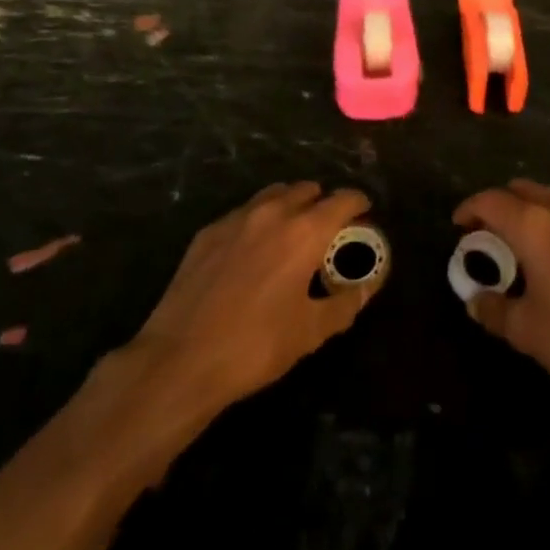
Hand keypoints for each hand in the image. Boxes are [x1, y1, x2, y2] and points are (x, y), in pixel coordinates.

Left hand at [128, 182, 378, 409]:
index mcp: (305, 231)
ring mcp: (236, 219)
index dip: (358, 203)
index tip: (365, 213)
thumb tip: (369, 286)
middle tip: (327, 229)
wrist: (180, 360)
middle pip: (307, 189)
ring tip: (291, 233)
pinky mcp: (207, 233)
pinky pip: (243, 213)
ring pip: (273, 195)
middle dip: (322, 202)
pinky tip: (253, 250)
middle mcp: (273, 212)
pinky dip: (257, 221)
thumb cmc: (255, 346)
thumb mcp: (310, 332)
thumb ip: (345, 303)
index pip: (342, 200)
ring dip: (289, 204)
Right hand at [453, 180, 549, 399]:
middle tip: (486, 233)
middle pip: (522, 190)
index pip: (492, 201)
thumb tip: (475, 300)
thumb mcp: (527, 331)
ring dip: (528, 210)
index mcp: (535, 227)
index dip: (471, 208)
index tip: (459, 225)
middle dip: (499, 205)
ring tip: (518, 243)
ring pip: (549, 199)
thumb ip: (494, 311)